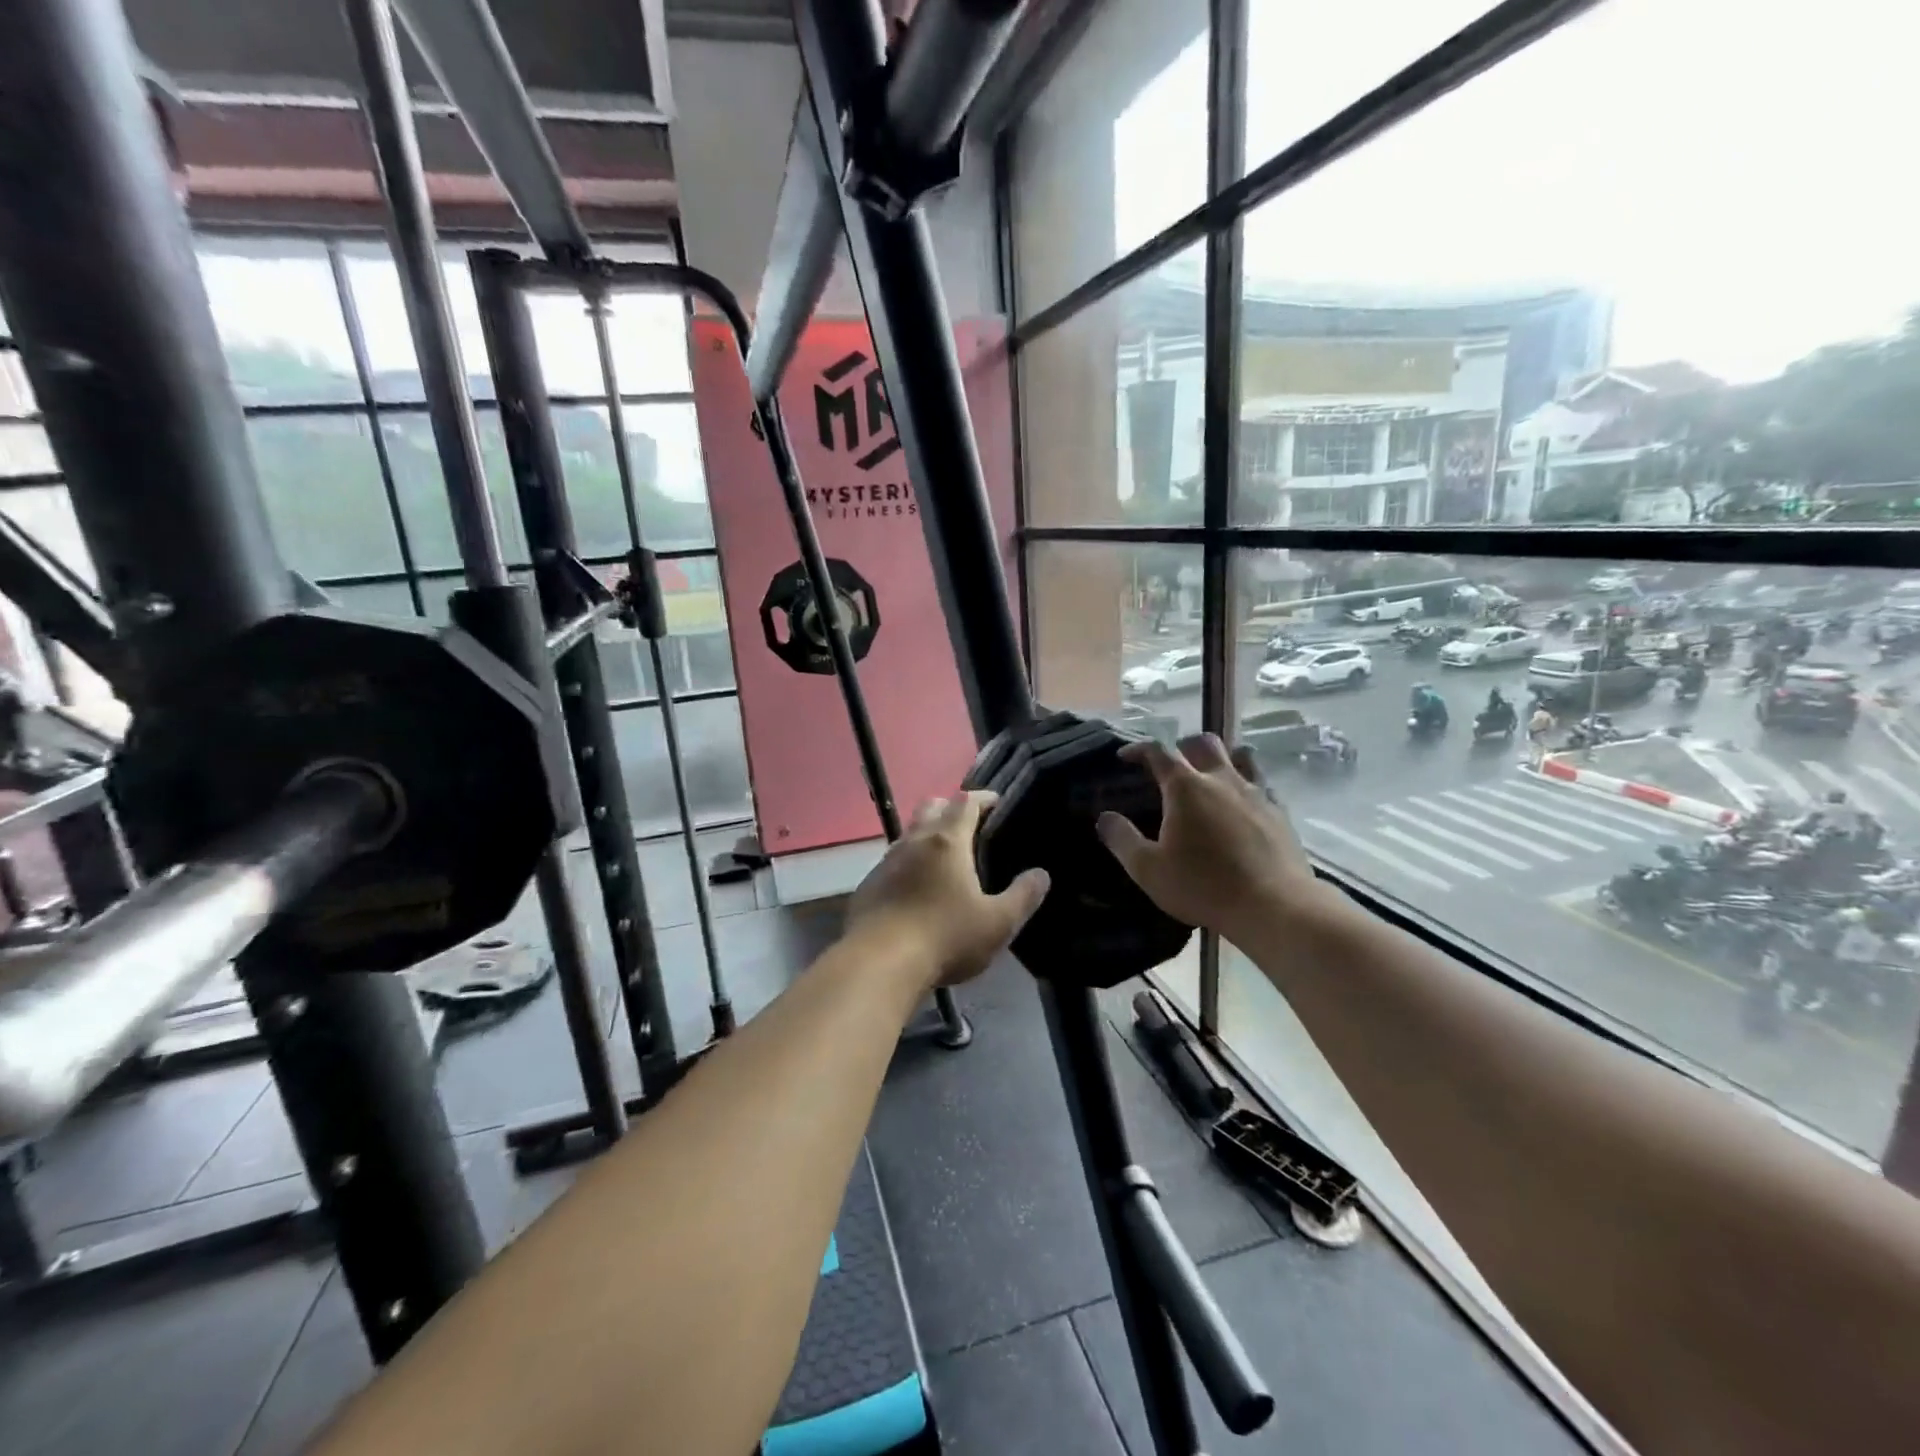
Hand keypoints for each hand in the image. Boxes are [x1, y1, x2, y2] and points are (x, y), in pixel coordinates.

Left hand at [845, 792, 1050, 990]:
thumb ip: (1023, 896)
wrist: (878, 963)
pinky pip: (891, 863)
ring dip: (926, 837)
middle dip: (950, 808)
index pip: (965, 801)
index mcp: (947, 841)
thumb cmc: (945, 937)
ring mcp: (885, 862)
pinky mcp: (868, 885)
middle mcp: (913, 841)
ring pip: (908, 834)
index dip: (982, 798)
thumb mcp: (997, 923)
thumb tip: (1041, 875)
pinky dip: (907, 866)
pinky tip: (916, 891)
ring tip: (944, 861)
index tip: (995, 803)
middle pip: (930, 806)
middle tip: (969, 826)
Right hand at [1096, 734, 1329, 944]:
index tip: (1125, 757)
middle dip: (1183, 746)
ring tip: (1211, 777)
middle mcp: (1222, 779)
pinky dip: (1247, 785)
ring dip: (1221, 759)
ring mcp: (1256, 792)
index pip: (1158, 751)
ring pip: (1240, 755)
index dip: (1139, 749)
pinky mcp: (1280, 812)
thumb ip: (1122, 839)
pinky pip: (1263, 784)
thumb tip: (1104, 817)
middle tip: (1172, 765)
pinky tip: (1243, 806)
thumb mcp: (1148, 869)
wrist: (1274, 906)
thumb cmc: (1203, 886)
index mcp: (1186, 787)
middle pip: (1203, 743)